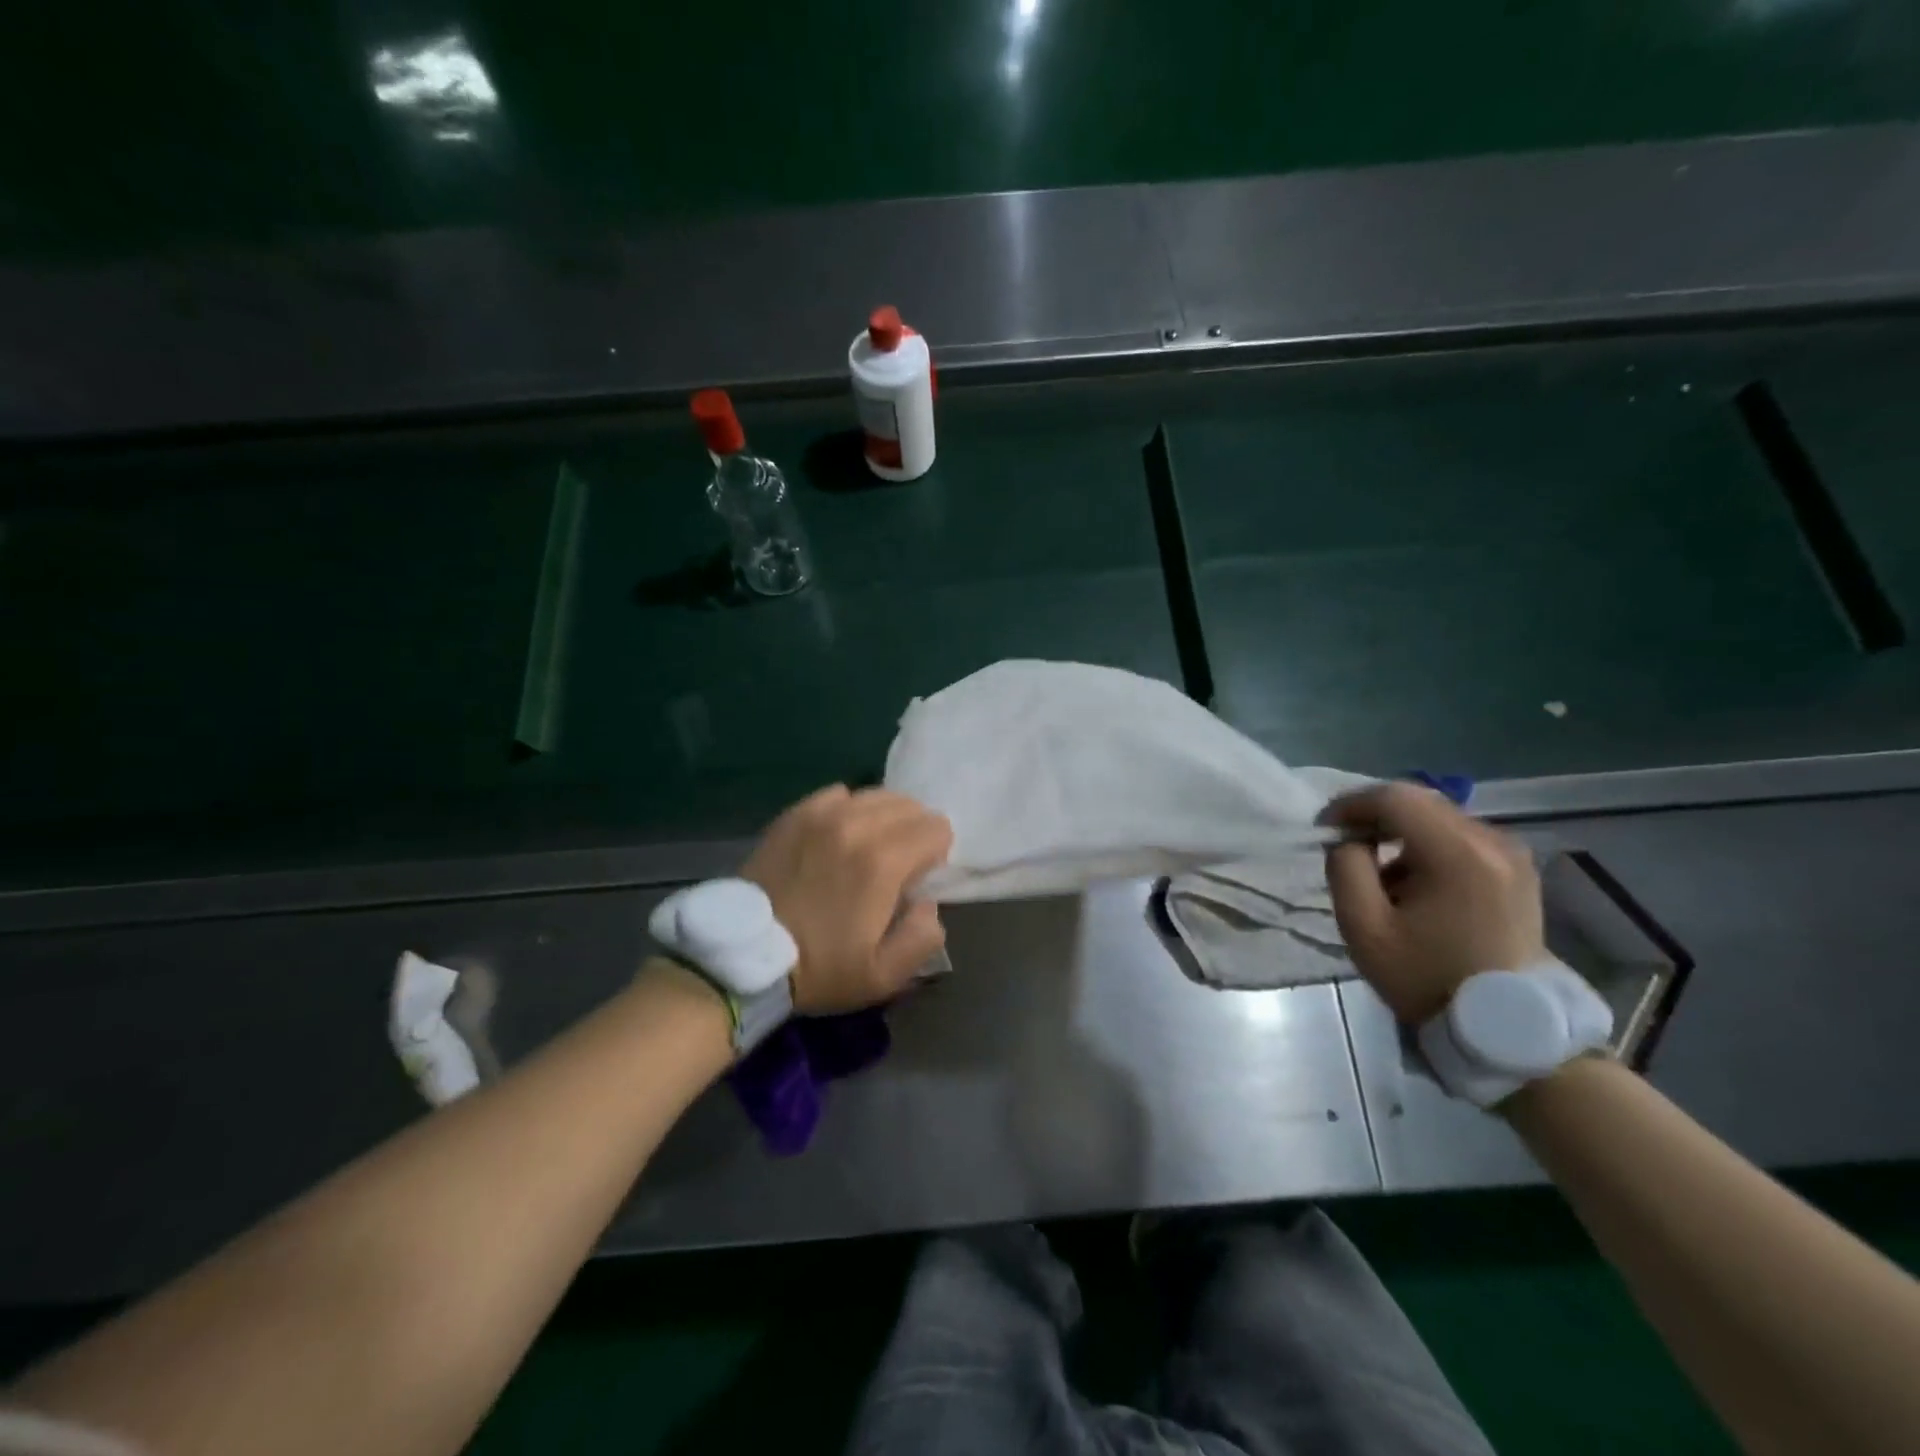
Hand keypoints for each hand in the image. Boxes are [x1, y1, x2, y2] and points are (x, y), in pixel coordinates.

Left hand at [741, 785, 953, 1013]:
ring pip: (876, 795)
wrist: (743, 956)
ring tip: (870, 848)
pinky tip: (839, 835)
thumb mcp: (883, 976)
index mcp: (883, 861)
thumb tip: (928, 902)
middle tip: (897, 866)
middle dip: (914, 832)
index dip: (936, 854)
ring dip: (885, 818)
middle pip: (910, 806)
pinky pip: (839, 794)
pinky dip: (849, 809)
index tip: (917, 880)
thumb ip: (923, 937)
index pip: (936, 828)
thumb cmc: (818, 969)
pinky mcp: (795, 814)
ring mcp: (821, 814)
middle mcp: (856, 825)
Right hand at [1321, 783, 1544, 1023]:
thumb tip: (1350, 840)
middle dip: (1374, 815)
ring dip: (1401, 832)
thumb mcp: (1364, 927)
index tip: (1324, 828)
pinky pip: (1462, 837)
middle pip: (1419, 801)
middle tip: (1345, 842)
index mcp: (1458, 852)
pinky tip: (1414, 880)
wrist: (1504, 1027)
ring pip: (1440, 817)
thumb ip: (1345, 868)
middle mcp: (1492, 841)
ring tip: (1379, 869)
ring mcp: (1512, 854)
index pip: (1394, 798)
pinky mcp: (1518, 869)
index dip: (1351, 804)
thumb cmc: (1427, 977)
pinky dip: (1428, 845)